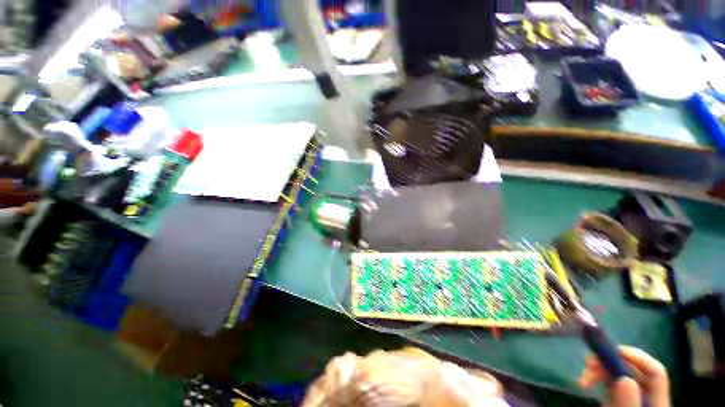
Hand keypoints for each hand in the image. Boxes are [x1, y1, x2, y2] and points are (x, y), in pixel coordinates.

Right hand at [579, 346, 669, 406]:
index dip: (636, 357)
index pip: (655, 372)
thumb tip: (623, 377)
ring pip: (620, 375)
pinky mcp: (620, 400)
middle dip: (609, 363)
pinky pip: (612, 383)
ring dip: (600, 371)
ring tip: (582, 379)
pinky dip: (599, 379)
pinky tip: (586, 384)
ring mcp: (633, 398)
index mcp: (657, 402)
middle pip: (635, 370)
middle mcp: (647, 396)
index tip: (608, 352)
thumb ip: (627, 404)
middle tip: (586, 366)